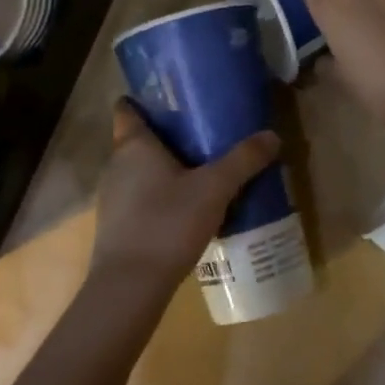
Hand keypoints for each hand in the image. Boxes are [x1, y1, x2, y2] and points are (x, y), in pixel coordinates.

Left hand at [89, 100, 279, 303]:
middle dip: (164, 135)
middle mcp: (116, 165)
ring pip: (138, 171)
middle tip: (199, 133)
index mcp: (133, 145)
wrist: (130, 286)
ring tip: (198, 171)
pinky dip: (158, 196)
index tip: (170, 98)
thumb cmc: (167, 223)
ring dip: (162, 169)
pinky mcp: (116, 226)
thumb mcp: (214, 189)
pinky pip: (138, 198)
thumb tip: (272, 135)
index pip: (127, 108)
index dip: (144, 99)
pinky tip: (184, 210)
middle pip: (136, 139)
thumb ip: (243, 160)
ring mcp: (111, 197)